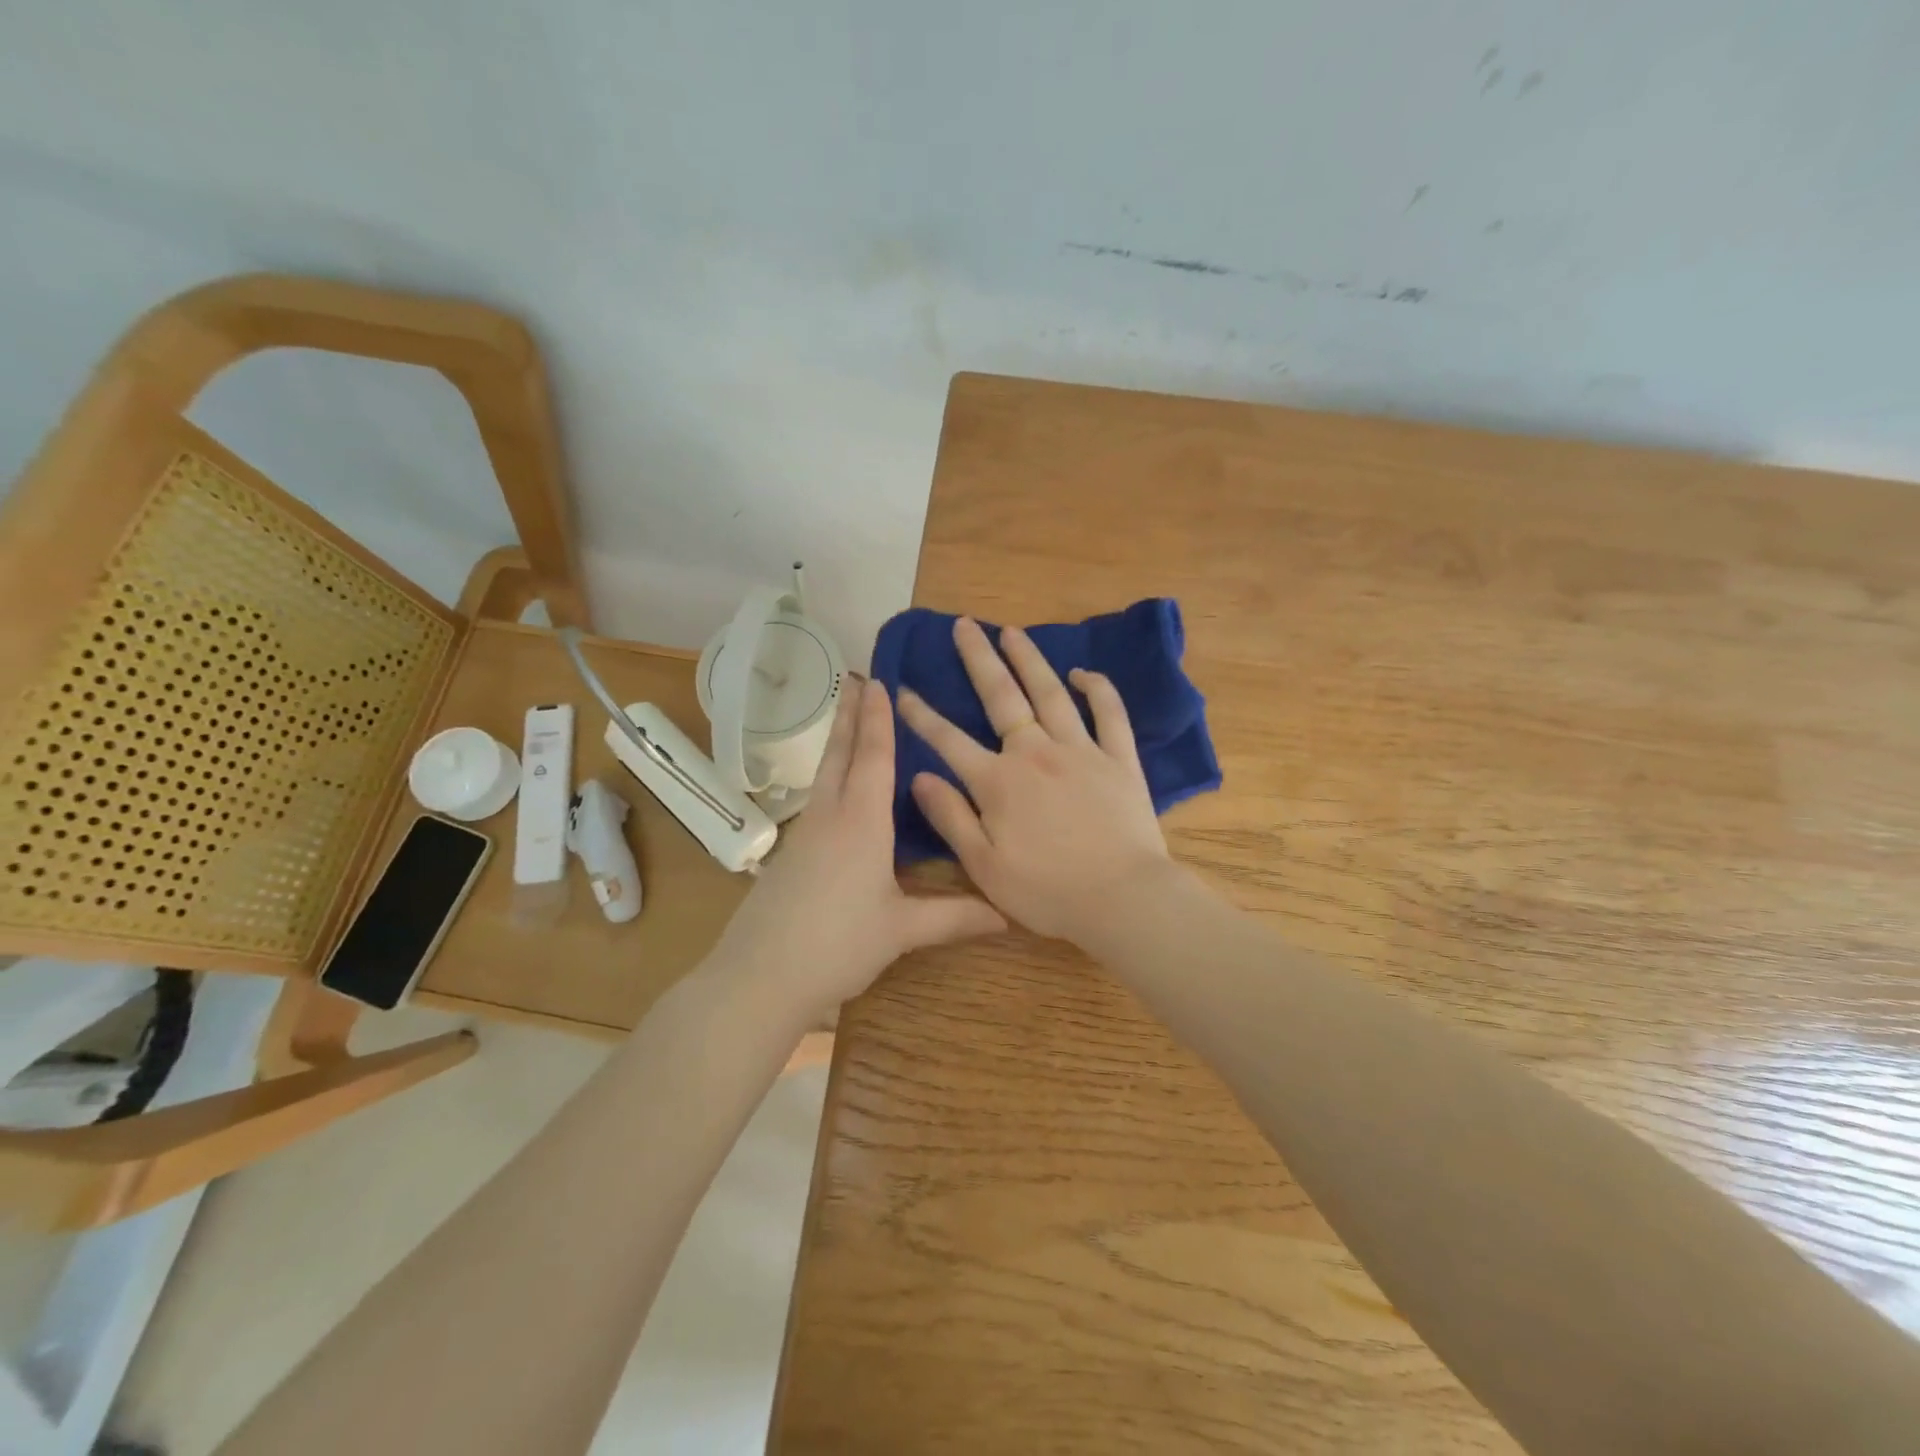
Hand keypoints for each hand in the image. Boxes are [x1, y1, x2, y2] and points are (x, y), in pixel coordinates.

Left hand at [711, 676, 1005, 1025]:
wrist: (761, 977)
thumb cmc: (838, 945)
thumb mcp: (901, 930)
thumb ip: (955, 916)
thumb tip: (1009, 914)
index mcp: (862, 823)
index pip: (874, 757)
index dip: (879, 719)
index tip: (880, 681)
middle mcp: (831, 817)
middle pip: (841, 754)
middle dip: (851, 715)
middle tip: (857, 679)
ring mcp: (805, 835)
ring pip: (825, 774)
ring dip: (838, 741)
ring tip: (847, 718)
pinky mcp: (791, 855)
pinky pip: (817, 799)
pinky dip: (831, 776)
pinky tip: (837, 790)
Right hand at [898, 617, 1176, 945]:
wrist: (1123, 899)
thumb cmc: (1048, 892)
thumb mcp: (985, 866)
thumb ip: (951, 818)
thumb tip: (920, 776)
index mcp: (998, 782)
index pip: (949, 739)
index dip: (922, 714)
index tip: (902, 689)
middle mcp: (1036, 753)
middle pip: (1001, 697)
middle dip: (978, 659)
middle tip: (963, 625)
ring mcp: (1081, 751)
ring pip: (1051, 693)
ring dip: (1029, 659)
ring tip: (1011, 631)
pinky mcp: (1119, 760)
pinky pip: (1109, 714)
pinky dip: (1097, 689)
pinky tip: (1083, 672)